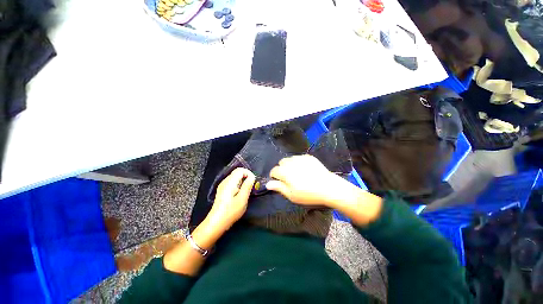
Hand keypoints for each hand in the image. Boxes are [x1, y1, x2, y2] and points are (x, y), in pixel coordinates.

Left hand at [207, 168, 255, 230]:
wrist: (216, 223)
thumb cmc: (230, 211)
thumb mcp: (242, 199)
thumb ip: (247, 186)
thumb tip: (252, 177)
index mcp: (230, 182)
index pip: (240, 170)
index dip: (249, 173)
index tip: (253, 183)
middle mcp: (225, 181)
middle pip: (238, 172)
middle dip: (246, 177)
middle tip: (251, 187)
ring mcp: (223, 186)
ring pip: (236, 177)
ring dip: (243, 181)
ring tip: (246, 191)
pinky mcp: (223, 190)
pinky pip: (233, 182)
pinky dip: (239, 185)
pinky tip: (240, 194)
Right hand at [266, 155, 353, 207]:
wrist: (328, 187)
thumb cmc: (308, 194)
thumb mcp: (291, 195)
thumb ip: (278, 187)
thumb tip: (267, 184)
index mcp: (284, 172)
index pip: (274, 170)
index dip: (274, 176)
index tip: (279, 182)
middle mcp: (290, 162)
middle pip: (281, 163)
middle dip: (281, 169)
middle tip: (289, 178)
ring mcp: (300, 158)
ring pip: (290, 159)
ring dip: (289, 165)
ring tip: (297, 173)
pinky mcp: (309, 157)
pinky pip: (299, 157)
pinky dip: (298, 162)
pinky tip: (305, 169)